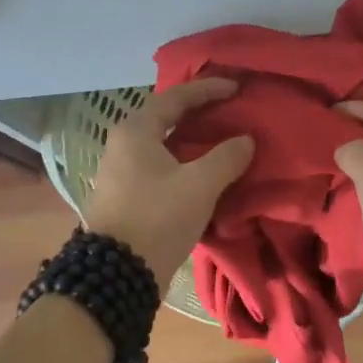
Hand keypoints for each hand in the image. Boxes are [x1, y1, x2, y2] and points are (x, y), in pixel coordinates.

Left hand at [83, 78, 255, 278]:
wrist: (117, 274)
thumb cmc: (157, 218)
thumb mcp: (199, 185)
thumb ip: (226, 157)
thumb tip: (245, 140)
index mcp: (136, 132)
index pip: (175, 98)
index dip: (208, 90)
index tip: (236, 88)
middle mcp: (123, 145)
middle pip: (165, 117)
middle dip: (198, 112)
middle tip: (228, 109)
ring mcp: (121, 171)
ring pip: (162, 143)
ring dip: (191, 139)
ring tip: (220, 138)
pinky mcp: (126, 195)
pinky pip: (159, 165)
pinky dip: (183, 160)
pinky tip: (203, 170)